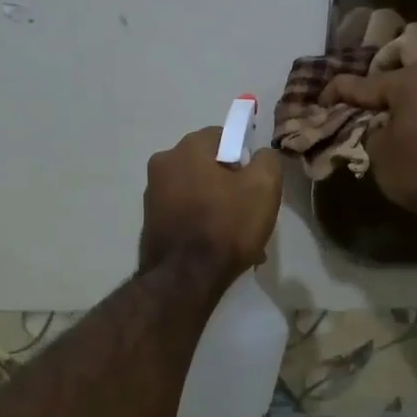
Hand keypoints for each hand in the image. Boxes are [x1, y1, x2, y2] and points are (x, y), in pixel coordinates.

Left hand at [140, 128, 282, 282]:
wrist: (185, 279)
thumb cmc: (226, 225)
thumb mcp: (264, 187)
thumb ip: (267, 160)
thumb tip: (260, 156)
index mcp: (186, 148)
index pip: (223, 137)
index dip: (244, 158)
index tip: (255, 184)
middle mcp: (162, 164)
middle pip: (207, 166)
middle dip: (230, 185)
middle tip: (249, 213)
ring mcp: (152, 195)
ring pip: (197, 193)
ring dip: (217, 208)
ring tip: (236, 238)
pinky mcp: (150, 223)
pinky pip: (184, 215)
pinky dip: (200, 225)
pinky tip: (216, 248)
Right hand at [321, 57, 416, 218]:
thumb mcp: (381, 156)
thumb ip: (374, 130)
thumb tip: (378, 121)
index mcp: (409, 81)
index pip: (363, 81)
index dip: (338, 90)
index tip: (325, 99)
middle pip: (413, 39)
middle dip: (390, 56)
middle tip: (379, 80)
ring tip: (414, 95)